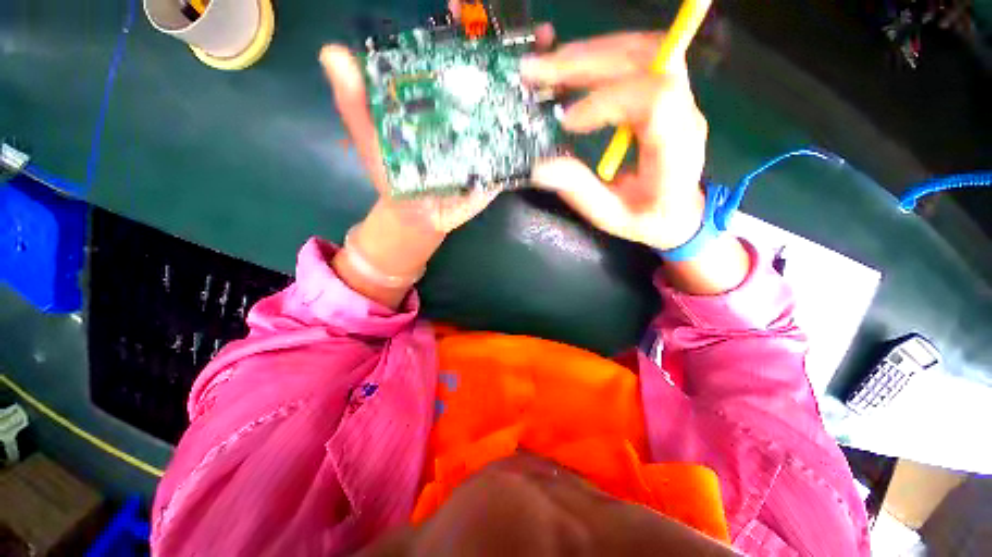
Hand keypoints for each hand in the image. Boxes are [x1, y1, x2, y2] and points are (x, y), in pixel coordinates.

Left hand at [319, 24, 555, 233]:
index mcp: (436, 95)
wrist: (419, 215)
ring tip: (553, 63)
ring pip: (514, 102)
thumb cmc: (394, 177)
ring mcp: (487, 135)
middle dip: (514, 47)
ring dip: (537, 81)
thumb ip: (356, 104)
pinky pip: (521, 143)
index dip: (462, 27)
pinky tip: (556, 113)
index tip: (467, 7)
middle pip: (493, 71)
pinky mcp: (499, 162)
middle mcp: (466, 108)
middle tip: (536, 32)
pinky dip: (539, 127)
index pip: (452, 51)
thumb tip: (331, 54)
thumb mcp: (371, 139)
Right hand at [525, 31, 750, 293]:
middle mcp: (684, 112)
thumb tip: (540, 168)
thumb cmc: (648, 220)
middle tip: (539, 70)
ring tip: (549, 65)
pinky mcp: (663, 94)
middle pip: (646, 60)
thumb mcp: (611, 217)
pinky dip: (599, 56)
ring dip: (590, 52)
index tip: (568, 121)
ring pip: (641, 49)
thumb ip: (580, 192)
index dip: (607, 100)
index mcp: (676, 148)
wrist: (680, 214)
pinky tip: (571, 68)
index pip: (653, 99)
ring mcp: (678, 97)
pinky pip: (636, 58)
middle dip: (587, 61)